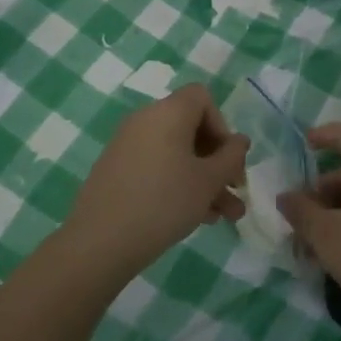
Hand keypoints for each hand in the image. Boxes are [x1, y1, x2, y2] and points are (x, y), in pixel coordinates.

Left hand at [65, 85, 249, 281]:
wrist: (100, 242)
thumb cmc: (164, 202)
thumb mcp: (208, 181)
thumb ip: (231, 157)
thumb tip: (239, 141)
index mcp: (168, 112)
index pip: (202, 98)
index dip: (222, 125)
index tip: (228, 159)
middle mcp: (145, 120)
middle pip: (191, 129)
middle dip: (218, 162)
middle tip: (235, 192)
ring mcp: (127, 145)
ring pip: (177, 154)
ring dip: (204, 180)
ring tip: (224, 217)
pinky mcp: (117, 170)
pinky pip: (157, 167)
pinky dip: (177, 184)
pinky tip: (195, 218)